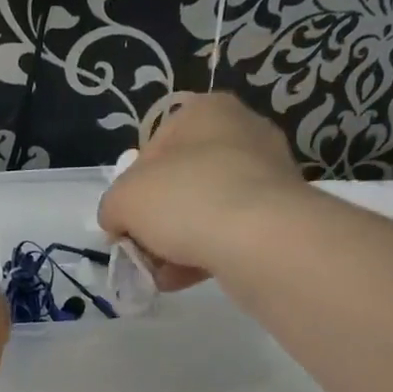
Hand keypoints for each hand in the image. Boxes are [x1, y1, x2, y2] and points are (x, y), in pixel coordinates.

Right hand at [98, 92, 307, 289]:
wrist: (260, 240)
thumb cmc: (186, 200)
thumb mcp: (123, 199)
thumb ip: (112, 208)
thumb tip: (119, 223)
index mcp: (205, 112)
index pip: (152, 150)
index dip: (131, 190)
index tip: (125, 222)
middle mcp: (241, 134)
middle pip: (179, 183)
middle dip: (156, 222)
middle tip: (142, 251)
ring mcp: (266, 175)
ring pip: (204, 212)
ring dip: (177, 244)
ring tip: (159, 275)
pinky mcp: (280, 215)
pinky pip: (230, 233)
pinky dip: (204, 254)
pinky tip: (183, 280)